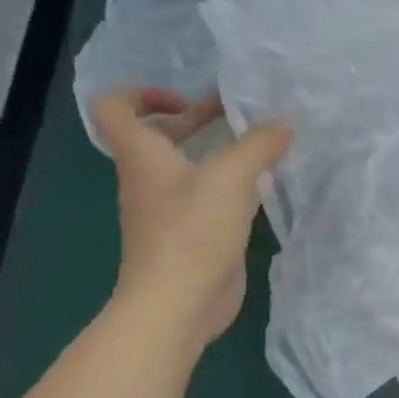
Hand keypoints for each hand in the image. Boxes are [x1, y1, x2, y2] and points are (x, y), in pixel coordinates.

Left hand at [92, 87, 291, 349]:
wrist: (178, 303)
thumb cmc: (192, 232)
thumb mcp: (231, 178)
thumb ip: (258, 146)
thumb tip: (283, 124)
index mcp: (142, 156)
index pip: (115, 108)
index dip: (142, 94)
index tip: (186, 100)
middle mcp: (149, 180)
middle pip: (159, 137)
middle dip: (196, 120)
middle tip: (238, 116)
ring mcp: (168, 211)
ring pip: (187, 169)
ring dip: (217, 154)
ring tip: (258, 149)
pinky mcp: (190, 237)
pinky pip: (206, 199)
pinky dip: (228, 187)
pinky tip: (260, 190)